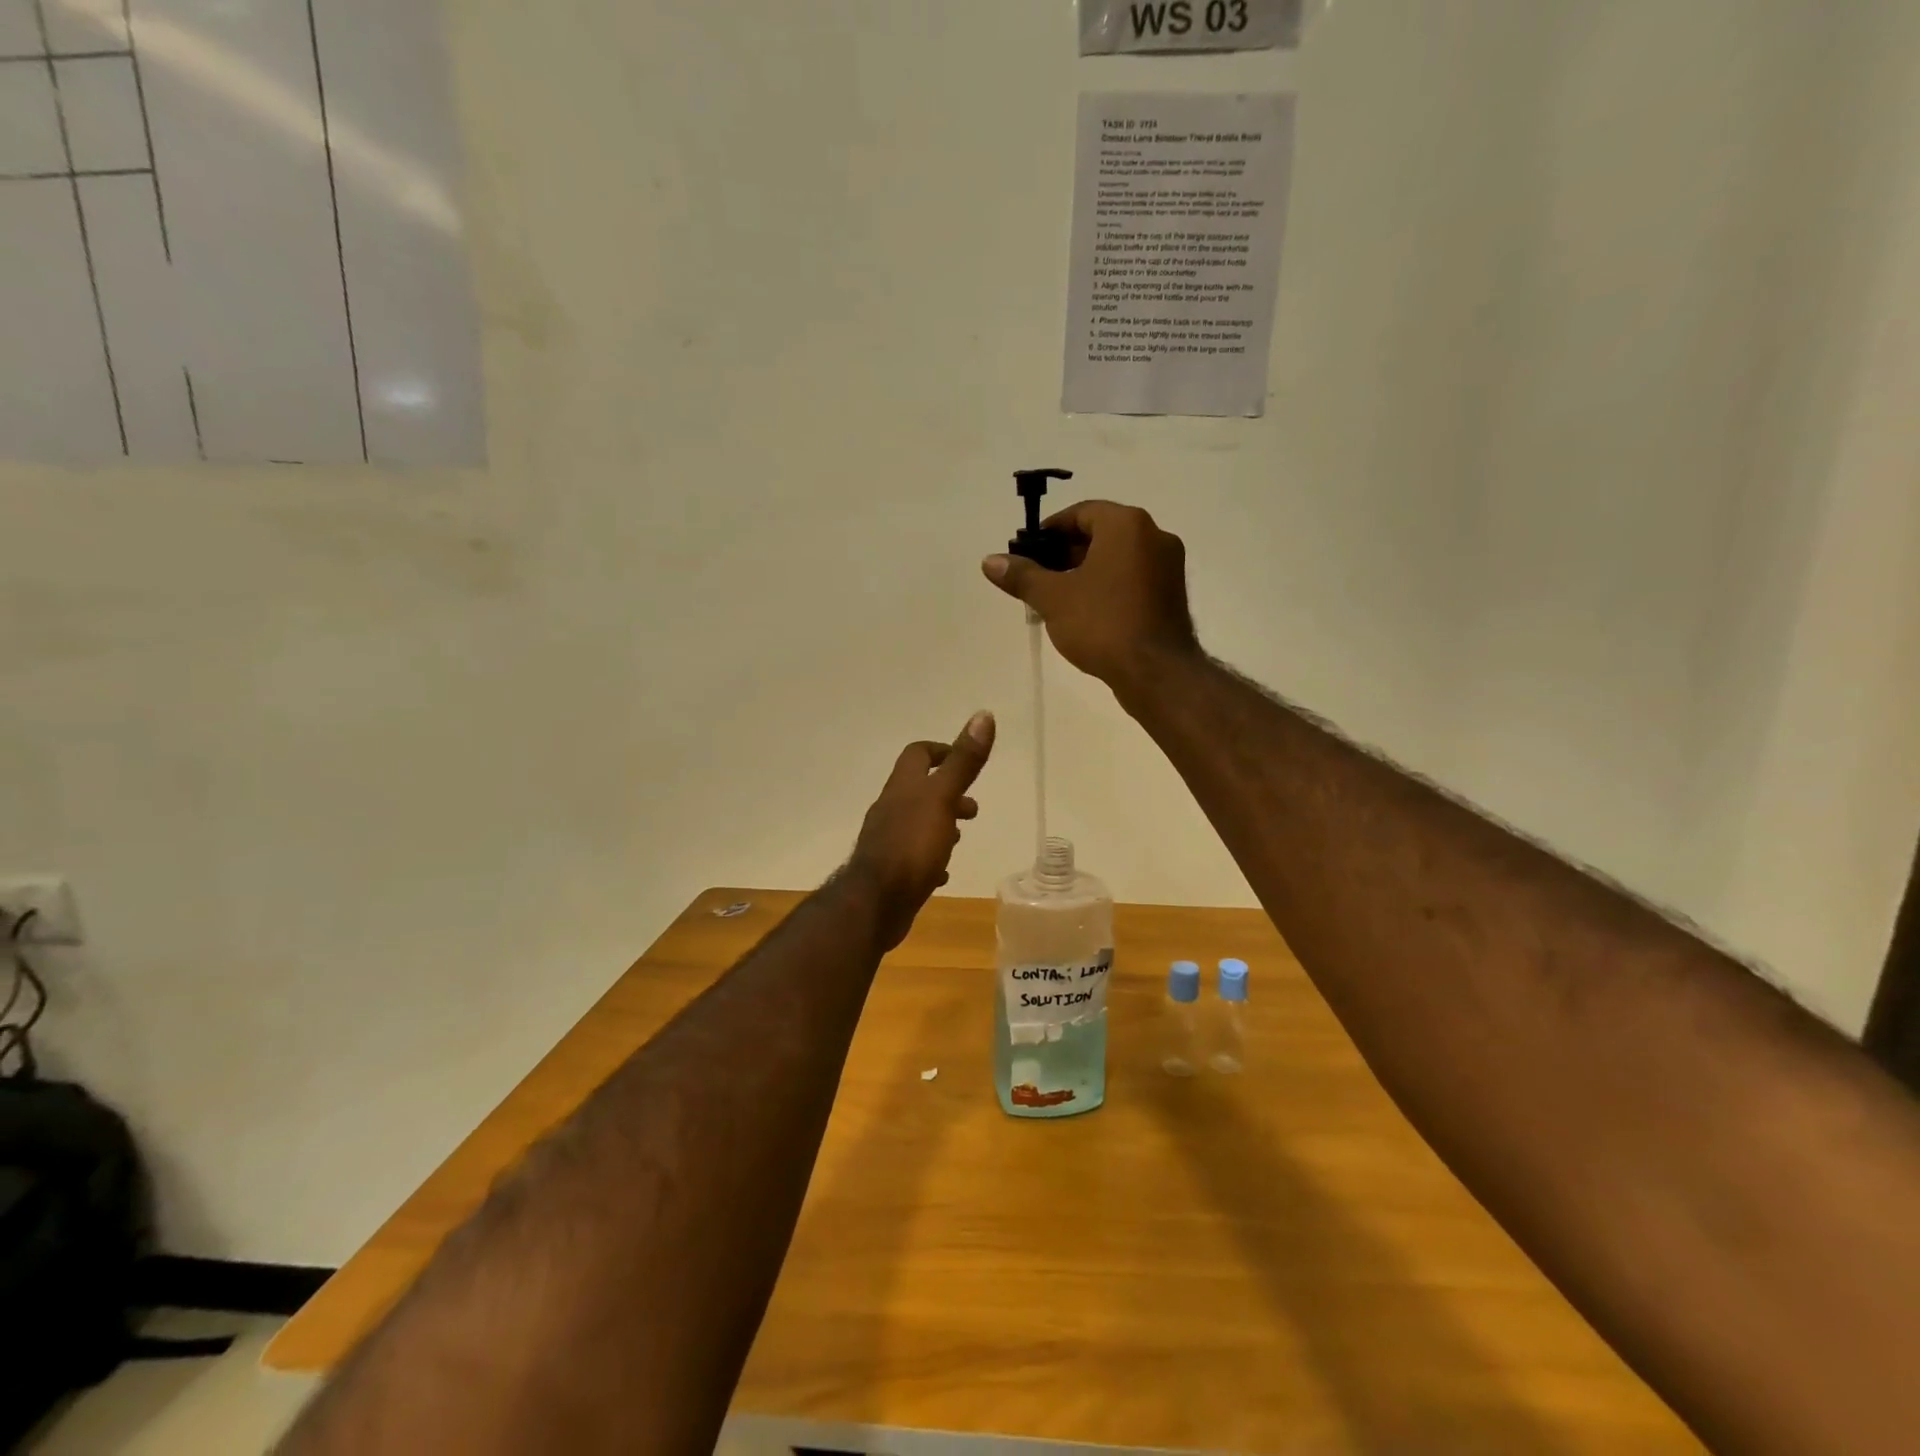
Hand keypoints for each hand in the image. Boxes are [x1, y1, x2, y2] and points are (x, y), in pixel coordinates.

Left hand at [847, 711, 994, 947]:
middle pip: (918, 790)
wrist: (875, 902)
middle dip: (946, 793)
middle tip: (972, 809)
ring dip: (939, 824)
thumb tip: (984, 715)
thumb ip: (964, 761)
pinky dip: (930, 857)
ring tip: (961, 837)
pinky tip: (943, 872)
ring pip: (916, 822)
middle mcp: (891, 809)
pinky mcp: (890, 871)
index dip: (941, 751)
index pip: (918, 754)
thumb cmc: (912, 845)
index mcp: (903, 787)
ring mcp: (888, 841)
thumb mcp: (943, 798)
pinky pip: (913, 857)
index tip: (964, 761)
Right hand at [981, 500, 1199, 692]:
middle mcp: (1154, 536)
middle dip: (1065, 553)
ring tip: (1055, 598)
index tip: (1027, 552)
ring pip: (1117, 558)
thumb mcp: (1053, 598)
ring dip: (1085, 571)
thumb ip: (1021, 576)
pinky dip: (1107, 586)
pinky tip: (1085, 612)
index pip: (1081, 513)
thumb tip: (990, 561)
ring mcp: (1168, 567)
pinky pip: (1133, 579)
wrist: (1155, 672)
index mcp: (1127, 525)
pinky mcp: (1171, 595)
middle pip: (1101, 534)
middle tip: (1037, 577)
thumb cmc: (1102, 624)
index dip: (1050, 530)